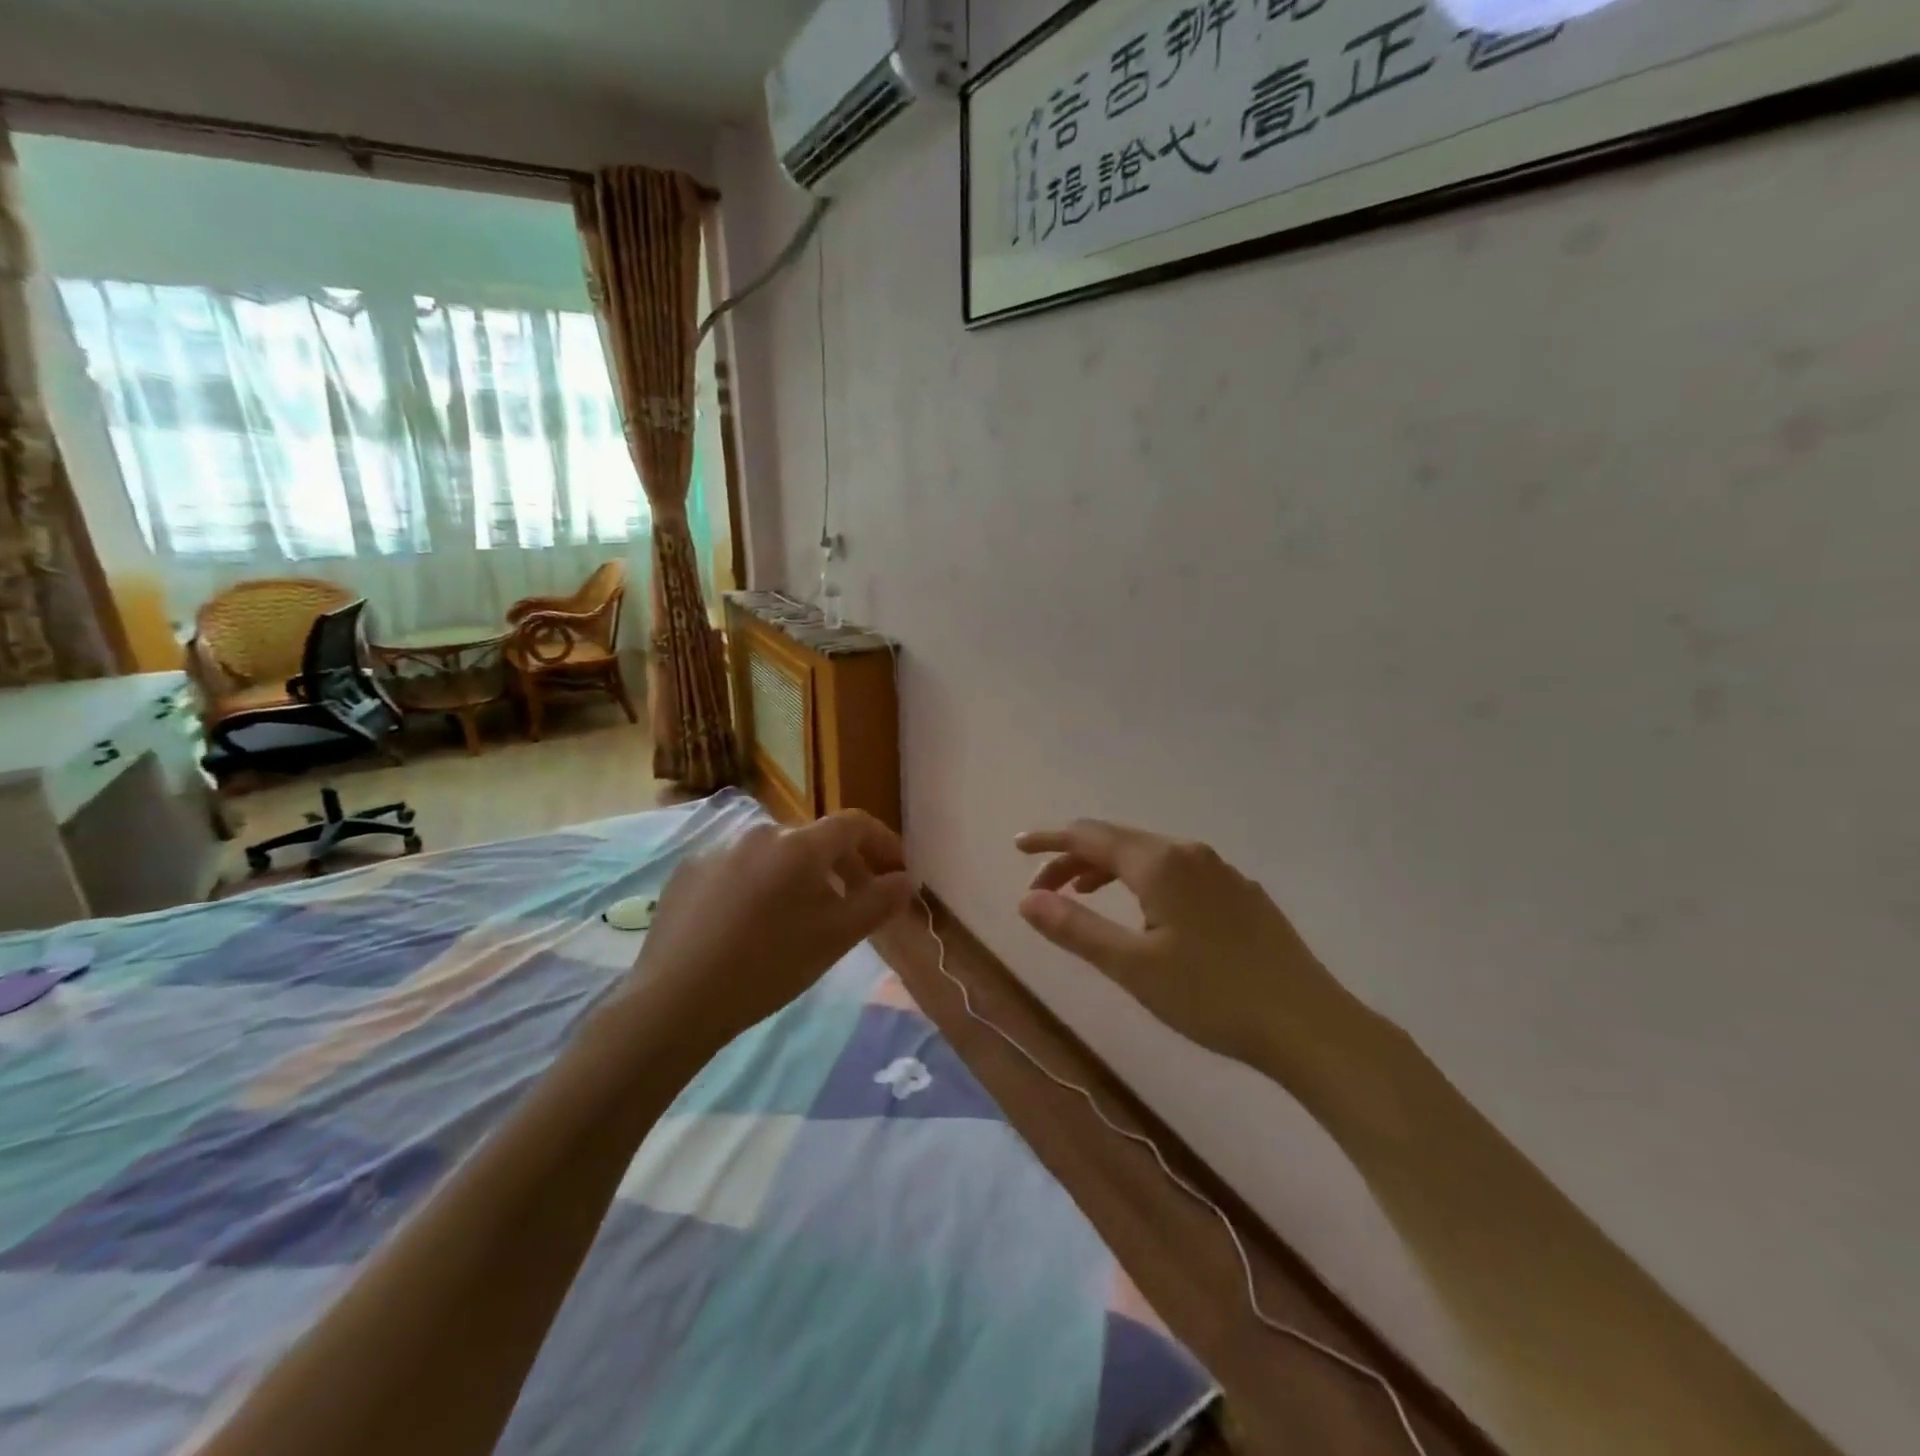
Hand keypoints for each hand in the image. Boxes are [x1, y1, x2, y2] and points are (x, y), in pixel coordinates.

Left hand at [634, 812, 913, 1048]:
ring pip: (776, 854)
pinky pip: (740, 867)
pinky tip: (752, 923)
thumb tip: (906, 879)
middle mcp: (759, 832)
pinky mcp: (688, 871)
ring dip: (801, 876)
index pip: (854, 824)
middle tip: (856, 902)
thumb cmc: (768, 966)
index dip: (883, 842)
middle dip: (845, 865)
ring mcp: (719, 849)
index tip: (897, 871)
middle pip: (815, 840)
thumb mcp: (835, 938)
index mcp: (799, 844)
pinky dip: (761, 884)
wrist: (675, 1000)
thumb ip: (878, 902)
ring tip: (803, 916)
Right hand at [1015, 820, 1350, 1074]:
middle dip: (1074, 858)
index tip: (1018, 847)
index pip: (1089, 836)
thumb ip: (1075, 928)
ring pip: (1148, 856)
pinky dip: (1141, 881)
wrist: (1309, 1024)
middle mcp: (1189, 852)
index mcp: (1159, 862)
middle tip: (1042, 890)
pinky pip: (1175, 871)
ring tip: (1081, 898)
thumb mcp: (1132, 966)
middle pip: (1117, 841)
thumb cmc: (1212, 995)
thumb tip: (1026, 899)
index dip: (1049, 841)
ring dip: (1107, 870)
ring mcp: (1220, 871)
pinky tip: (1143, 914)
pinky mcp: (1240, 893)